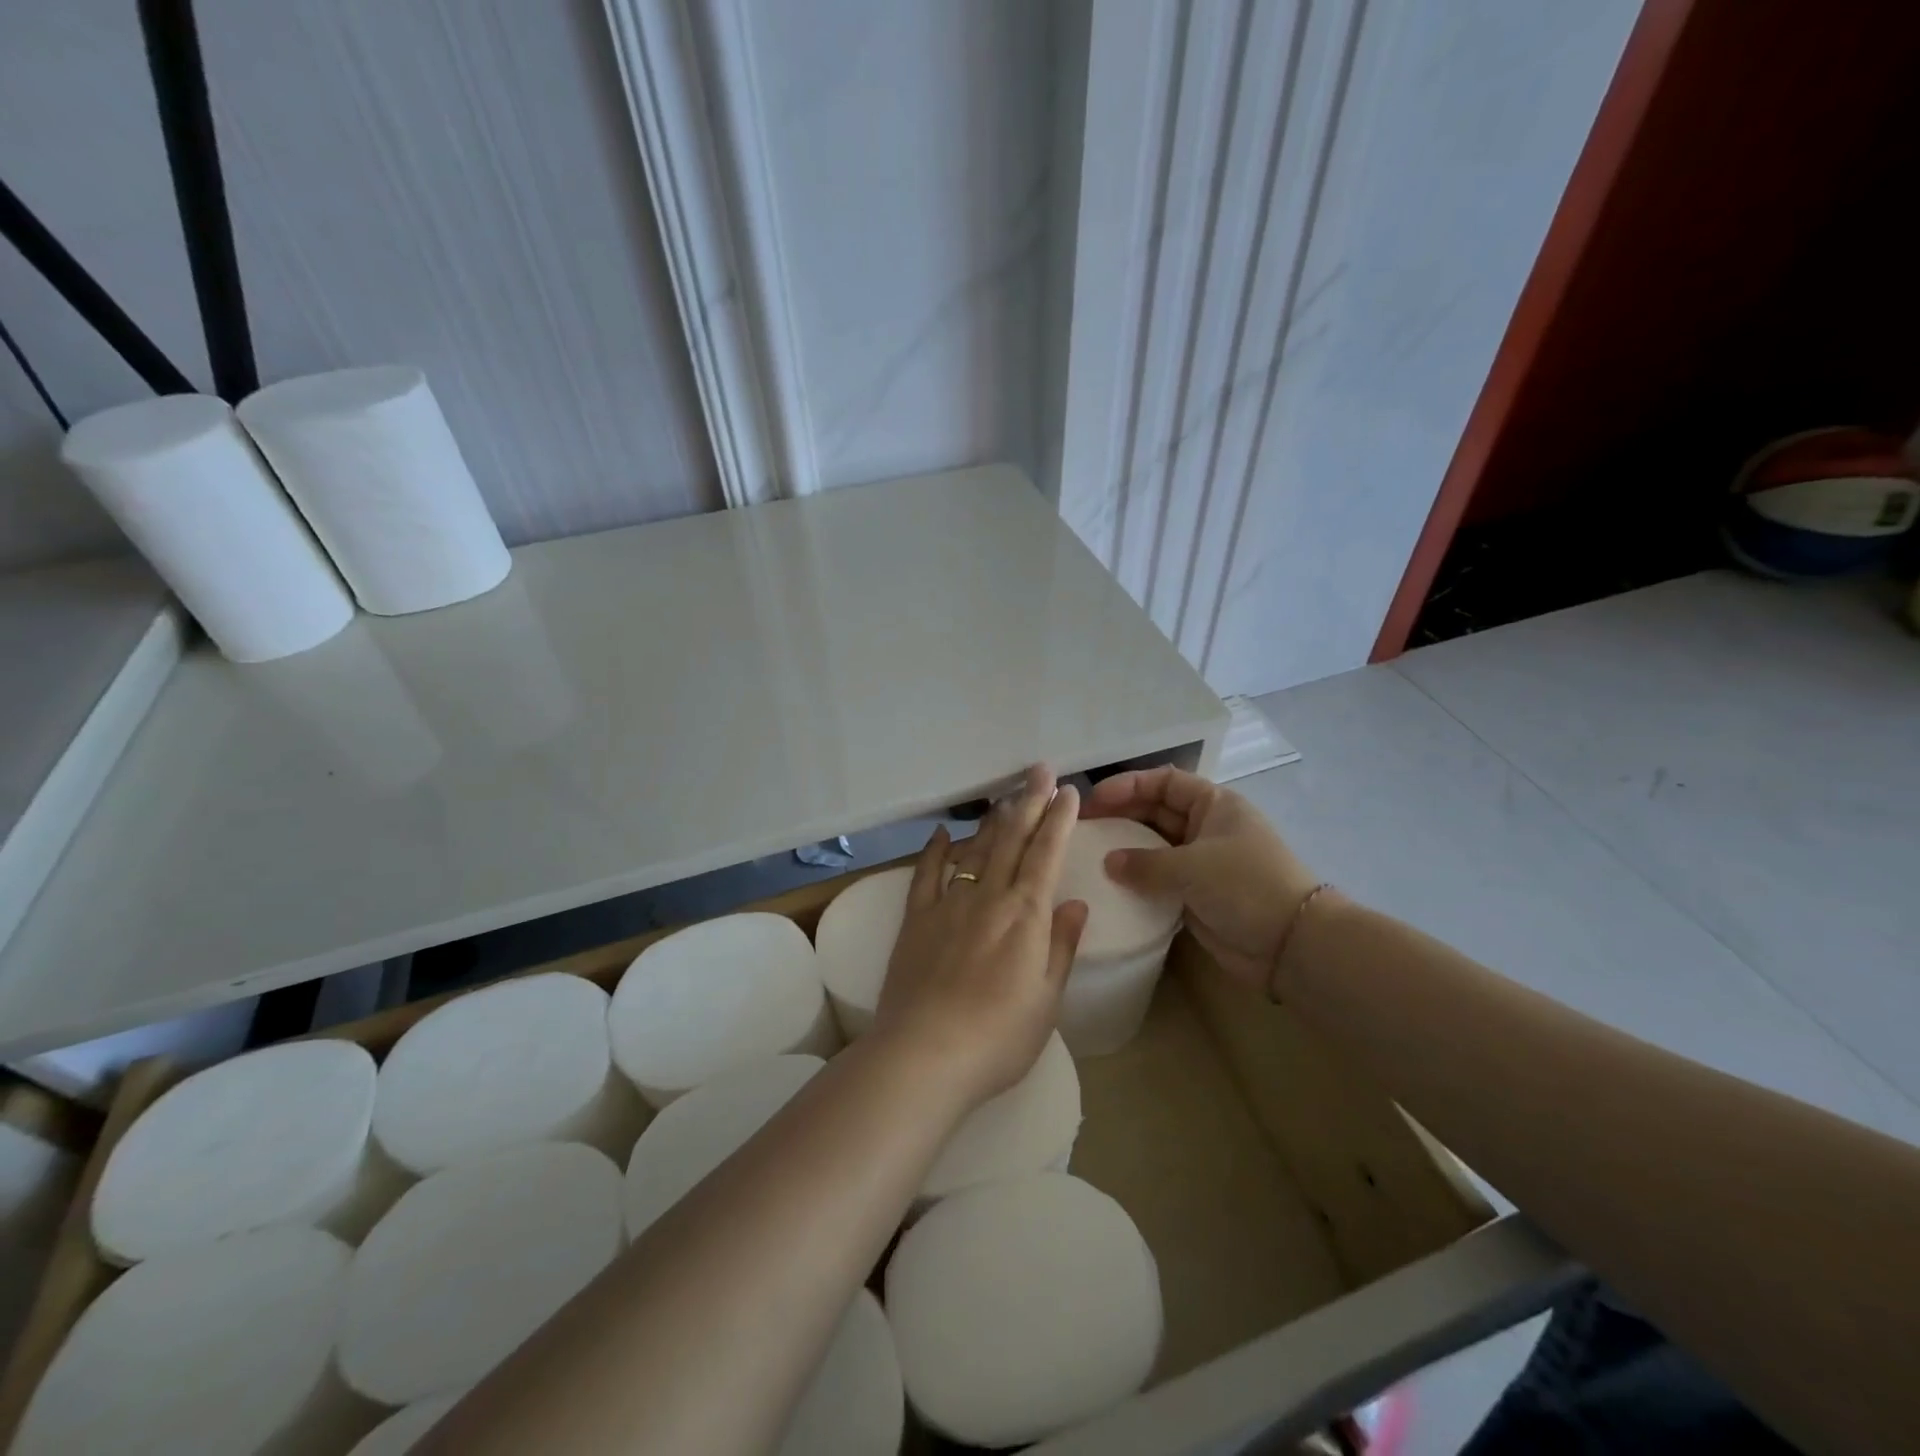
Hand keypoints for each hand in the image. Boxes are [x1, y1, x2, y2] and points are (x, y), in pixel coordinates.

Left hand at [873, 766, 1088, 1109]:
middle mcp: (988, 898)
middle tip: (1038, 770)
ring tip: (1004, 795)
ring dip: (992, 819)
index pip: (1047, 854)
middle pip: (1012, 839)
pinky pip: (926, 874)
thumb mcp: (1047, 1000)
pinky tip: (941, 832)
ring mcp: (948, 904)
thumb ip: (1060, 947)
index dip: (1058, 820)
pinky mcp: (916, 919)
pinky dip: (934, 850)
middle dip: (1028, 801)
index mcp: (1026, 916)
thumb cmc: (998, 1038)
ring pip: (975, 849)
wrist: (924, 1056)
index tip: (1067, 792)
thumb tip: (1075, 904)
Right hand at [1083, 765, 1317, 993]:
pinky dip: (1136, 880)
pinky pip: (1158, 879)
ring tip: (1088, 855)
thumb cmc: (1246, 886)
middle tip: (1081, 828)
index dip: (1127, 785)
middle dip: (1119, 815)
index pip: (1163, 782)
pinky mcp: (1196, 894)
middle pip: (1154, 811)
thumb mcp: (1193, 866)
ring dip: (1124, 849)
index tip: (1093, 801)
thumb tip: (1108, 863)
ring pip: (1153, 846)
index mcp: (1214, 804)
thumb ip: (1145, 863)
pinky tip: (1109, 886)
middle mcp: (1206, 827)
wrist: (1291, 944)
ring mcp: (1201, 862)